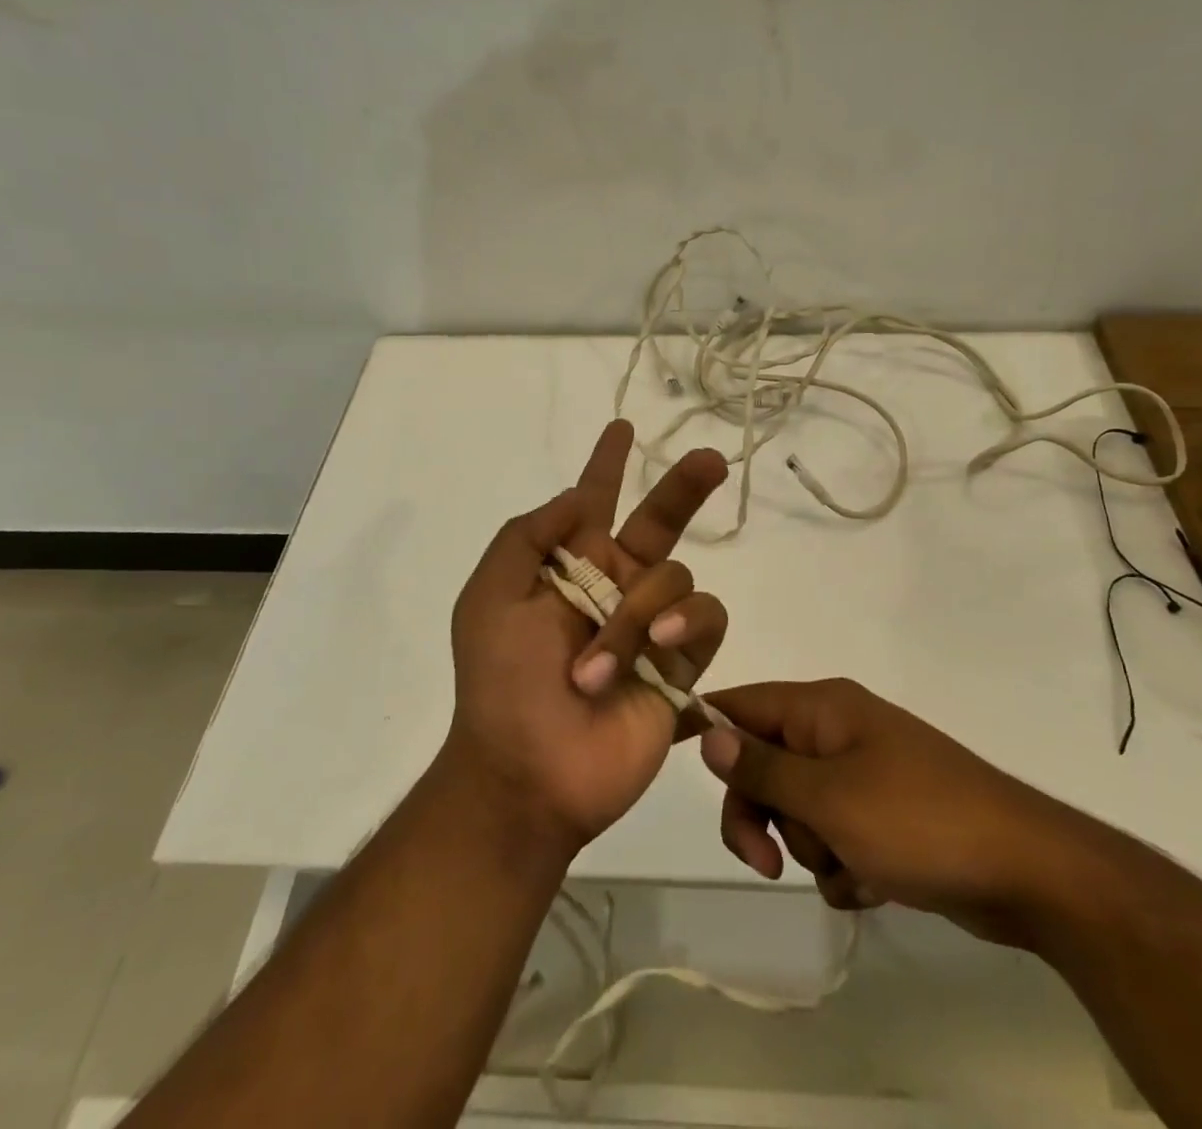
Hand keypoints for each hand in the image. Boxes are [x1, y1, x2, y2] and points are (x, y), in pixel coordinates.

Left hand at [445, 420, 729, 853]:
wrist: (527, 772)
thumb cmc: (500, 683)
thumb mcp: (488, 598)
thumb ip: (528, 537)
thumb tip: (576, 496)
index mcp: (571, 566)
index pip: (594, 501)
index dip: (607, 465)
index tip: (622, 427)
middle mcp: (617, 586)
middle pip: (662, 521)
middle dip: (684, 487)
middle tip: (713, 458)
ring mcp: (654, 624)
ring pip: (677, 578)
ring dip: (637, 616)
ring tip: (595, 668)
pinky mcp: (683, 663)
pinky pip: (706, 620)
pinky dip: (684, 626)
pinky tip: (659, 650)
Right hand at [699, 678, 1119, 946]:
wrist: (1028, 872)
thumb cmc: (919, 821)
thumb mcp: (829, 797)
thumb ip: (763, 766)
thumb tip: (709, 732)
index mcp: (823, 708)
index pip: (743, 704)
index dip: (711, 733)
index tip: (694, 776)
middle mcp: (838, 731)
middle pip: (764, 764)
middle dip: (763, 816)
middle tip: (770, 863)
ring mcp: (864, 774)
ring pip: (799, 810)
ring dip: (811, 848)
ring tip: (853, 865)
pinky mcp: (885, 817)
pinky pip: (836, 838)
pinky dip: (844, 867)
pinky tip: (874, 884)